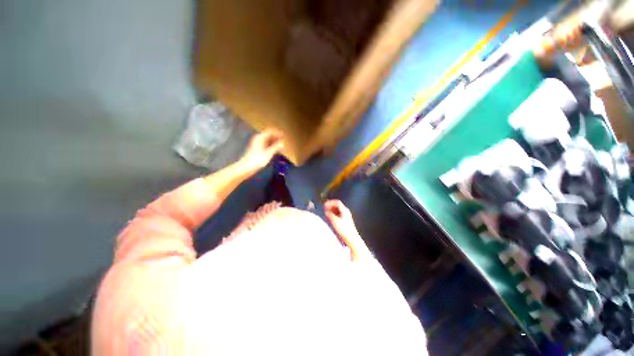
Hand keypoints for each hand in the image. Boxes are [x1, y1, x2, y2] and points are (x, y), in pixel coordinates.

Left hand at [240, 129, 283, 173]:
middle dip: (276, 137)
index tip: (284, 135)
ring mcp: (257, 143)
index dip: (278, 133)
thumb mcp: (269, 153)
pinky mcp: (257, 148)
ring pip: (268, 140)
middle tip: (283, 141)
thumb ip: (276, 147)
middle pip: (269, 135)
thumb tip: (283, 143)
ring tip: (281, 146)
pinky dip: (271, 145)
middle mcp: (258, 138)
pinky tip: (275, 149)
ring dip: (274, 142)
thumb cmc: (258, 160)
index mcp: (260, 137)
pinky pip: (266, 144)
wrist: (247, 167)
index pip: (270, 131)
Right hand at [324, 200, 369, 260]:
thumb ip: (329, 215)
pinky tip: (330, 218)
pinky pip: (339, 214)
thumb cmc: (344, 229)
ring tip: (326, 213)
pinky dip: (334, 214)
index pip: (337, 202)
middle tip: (325, 208)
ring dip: (332, 210)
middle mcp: (346, 212)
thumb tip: (326, 212)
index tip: (325, 204)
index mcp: (344, 210)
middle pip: (337, 206)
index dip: (330, 202)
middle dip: (330, 206)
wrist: (351, 238)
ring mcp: (346, 216)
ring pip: (338, 210)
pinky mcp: (346, 221)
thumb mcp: (335, 221)